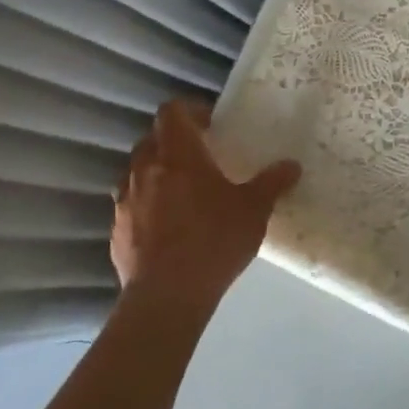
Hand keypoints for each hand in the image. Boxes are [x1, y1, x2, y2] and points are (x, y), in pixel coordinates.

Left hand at [112, 100, 301, 313]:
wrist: (166, 297)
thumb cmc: (214, 240)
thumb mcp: (254, 210)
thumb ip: (272, 183)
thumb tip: (292, 165)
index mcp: (178, 154)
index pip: (171, 111)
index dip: (190, 111)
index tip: (211, 125)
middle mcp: (145, 169)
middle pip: (152, 139)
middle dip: (173, 142)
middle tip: (200, 157)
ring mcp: (125, 200)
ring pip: (137, 171)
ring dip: (156, 172)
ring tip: (182, 191)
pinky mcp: (116, 230)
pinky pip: (130, 204)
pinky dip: (147, 204)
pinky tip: (168, 226)